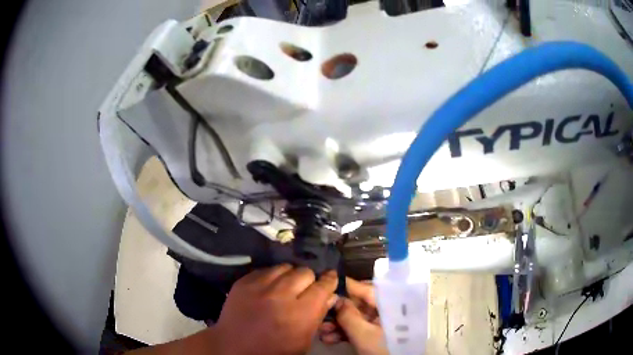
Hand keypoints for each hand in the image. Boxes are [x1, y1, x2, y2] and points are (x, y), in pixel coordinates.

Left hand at [214, 264, 337, 354]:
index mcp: (300, 313)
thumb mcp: (303, 341)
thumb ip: (318, 316)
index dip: (329, 281)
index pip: (323, 286)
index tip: (330, 279)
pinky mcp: (244, 281)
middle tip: (304, 290)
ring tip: (286, 287)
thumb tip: (330, 296)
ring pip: (285, 267)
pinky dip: (271, 277)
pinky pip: (265, 269)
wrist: (234, 347)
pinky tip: (269, 287)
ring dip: (290, 276)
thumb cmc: (274, 350)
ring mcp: (259, 286)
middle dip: (309, 280)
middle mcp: (281, 294)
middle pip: (305, 272)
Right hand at [318, 278, 387, 354]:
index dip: (348, 286)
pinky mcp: (373, 334)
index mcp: (390, 305)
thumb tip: (335, 298)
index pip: (367, 289)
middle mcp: (385, 310)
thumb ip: (348, 315)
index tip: (328, 282)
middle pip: (358, 304)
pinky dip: (343, 332)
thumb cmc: (383, 349)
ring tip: (321, 331)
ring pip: (355, 317)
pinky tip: (328, 338)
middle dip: (338, 310)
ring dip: (336, 324)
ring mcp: (379, 323)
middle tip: (320, 313)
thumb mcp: (364, 334)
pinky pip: (356, 328)